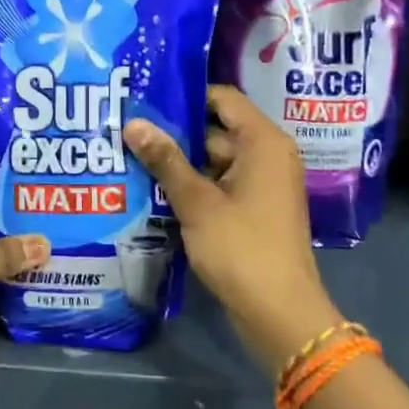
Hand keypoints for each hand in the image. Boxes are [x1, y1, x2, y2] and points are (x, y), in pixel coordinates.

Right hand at [124, 85, 342, 375]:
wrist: (279, 312)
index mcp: (263, 142)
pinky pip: (220, 184)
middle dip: (175, 132)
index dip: (186, 96)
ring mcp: (262, 184)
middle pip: (216, 129)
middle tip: (129, 130)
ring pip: (215, 159)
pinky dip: (194, 185)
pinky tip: (155, 189)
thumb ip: (165, 159)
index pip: (223, 98)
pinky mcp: (254, 209)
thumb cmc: (241, 247)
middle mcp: (268, 155)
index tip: (147, 99)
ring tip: (133, 156)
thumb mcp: (196, 201)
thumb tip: (133, 123)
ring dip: (180, 162)